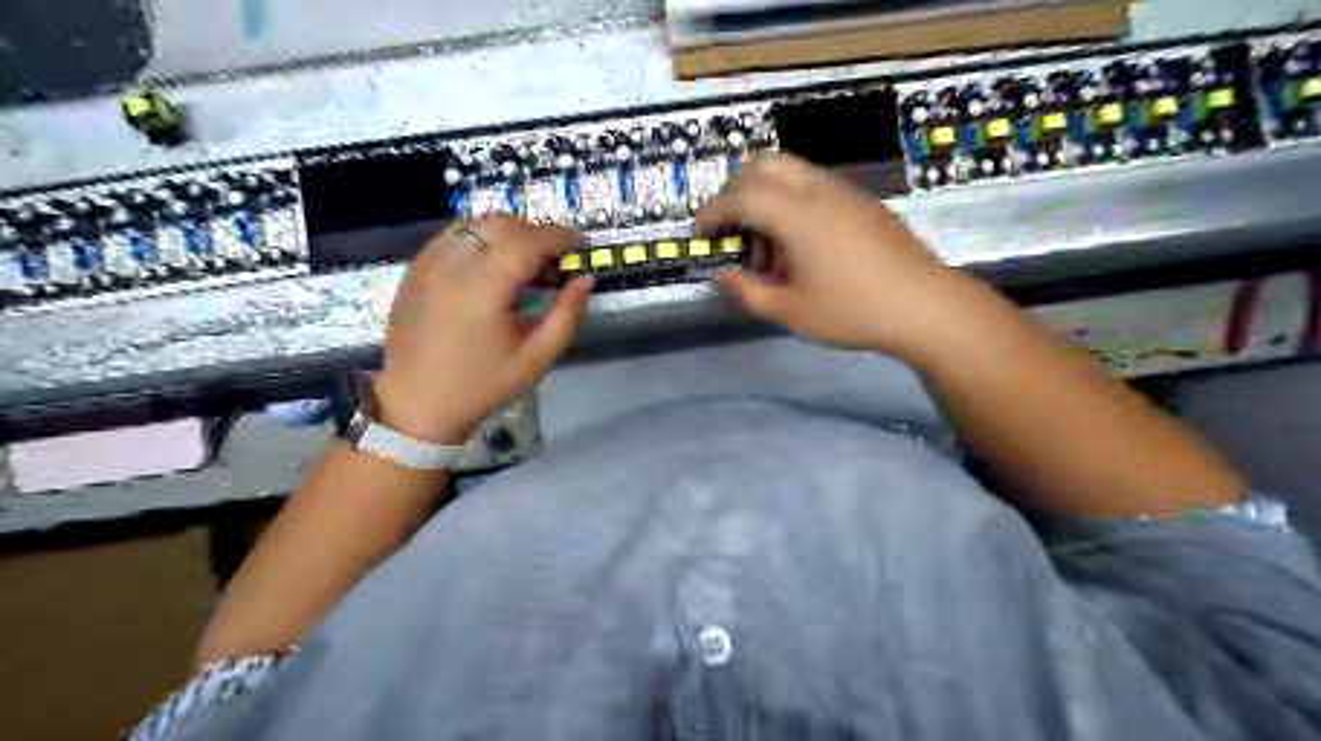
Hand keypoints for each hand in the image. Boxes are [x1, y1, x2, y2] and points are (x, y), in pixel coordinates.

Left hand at [375, 217, 596, 441]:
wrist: (417, 404)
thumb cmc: (483, 385)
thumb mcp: (537, 356)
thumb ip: (567, 314)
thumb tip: (585, 279)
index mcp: (483, 288)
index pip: (528, 241)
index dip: (559, 236)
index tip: (579, 245)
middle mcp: (452, 264)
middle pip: (501, 224)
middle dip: (534, 233)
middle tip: (552, 260)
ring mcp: (427, 263)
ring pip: (474, 223)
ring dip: (506, 233)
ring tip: (522, 263)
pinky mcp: (414, 269)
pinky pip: (452, 236)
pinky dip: (479, 240)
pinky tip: (490, 268)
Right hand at [700, 151, 966, 356]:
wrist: (925, 305)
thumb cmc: (853, 311)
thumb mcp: (790, 311)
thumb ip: (748, 292)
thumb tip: (723, 276)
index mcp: (796, 214)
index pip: (740, 196)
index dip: (713, 212)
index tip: (700, 232)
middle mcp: (817, 189)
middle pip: (761, 165)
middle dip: (734, 192)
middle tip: (730, 229)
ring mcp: (842, 190)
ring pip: (788, 171)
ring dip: (764, 196)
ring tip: (768, 248)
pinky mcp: (860, 200)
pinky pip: (812, 184)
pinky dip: (790, 201)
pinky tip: (800, 245)